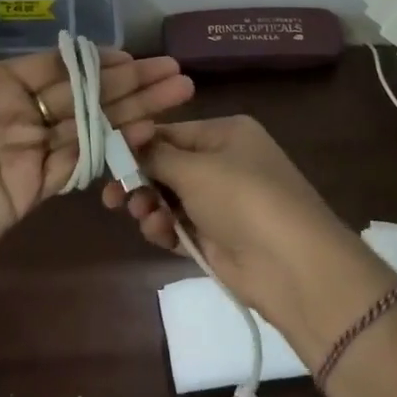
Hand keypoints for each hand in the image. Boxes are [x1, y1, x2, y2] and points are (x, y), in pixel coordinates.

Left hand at [0, 0, 194, 308]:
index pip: (51, 66)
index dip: (92, 59)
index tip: (132, 54)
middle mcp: (14, 114)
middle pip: (82, 92)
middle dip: (129, 82)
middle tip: (175, 72)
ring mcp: (26, 153)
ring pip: (90, 125)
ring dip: (134, 111)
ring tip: (179, 97)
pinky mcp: (33, 190)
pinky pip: (80, 163)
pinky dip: (113, 149)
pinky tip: (146, 135)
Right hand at [101, 115, 391, 344]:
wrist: (292, 264)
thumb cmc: (242, 198)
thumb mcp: (194, 168)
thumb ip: (154, 156)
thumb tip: (125, 140)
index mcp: (227, 133)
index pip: (170, 132)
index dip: (136, 146)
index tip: (105, 160)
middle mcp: (225, 162)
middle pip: (167, 166)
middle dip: (139, 180)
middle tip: (110, 197)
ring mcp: (222, 202)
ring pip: (170, 198)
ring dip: (150, 207)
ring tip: (143, 217)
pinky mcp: (218, 237)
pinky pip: (180, 226)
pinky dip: (165, 229)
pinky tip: (158, 234)